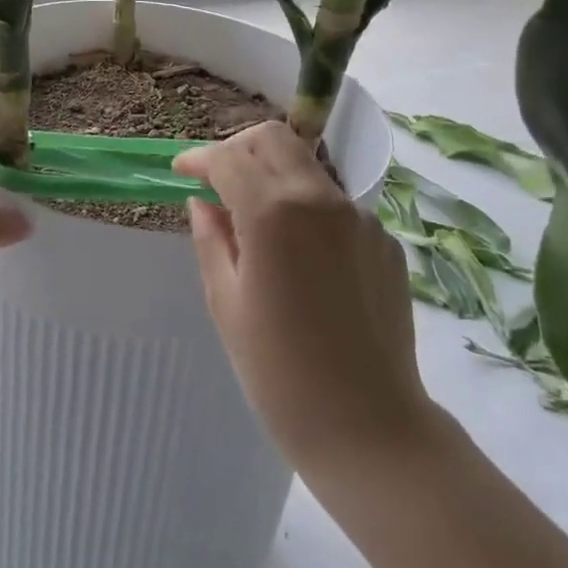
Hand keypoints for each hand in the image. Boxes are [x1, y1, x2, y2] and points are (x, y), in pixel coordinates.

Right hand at [175, 123, 433, 476]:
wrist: (368, 427)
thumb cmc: (279, 374)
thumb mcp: (227, 304)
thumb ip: (212, 240)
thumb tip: (204, 202)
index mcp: (274, 213)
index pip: (229, 159)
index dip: (199, 158)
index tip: (181, 170)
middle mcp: (321, 199)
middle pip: (275, 139)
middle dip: (239, 149)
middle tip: (218, 181)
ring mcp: (361, 217)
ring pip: (308, 168)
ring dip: (275, 176)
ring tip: (257, 222)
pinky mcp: (385, 240)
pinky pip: (337, 206)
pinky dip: (309, 211)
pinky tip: (302, 259)